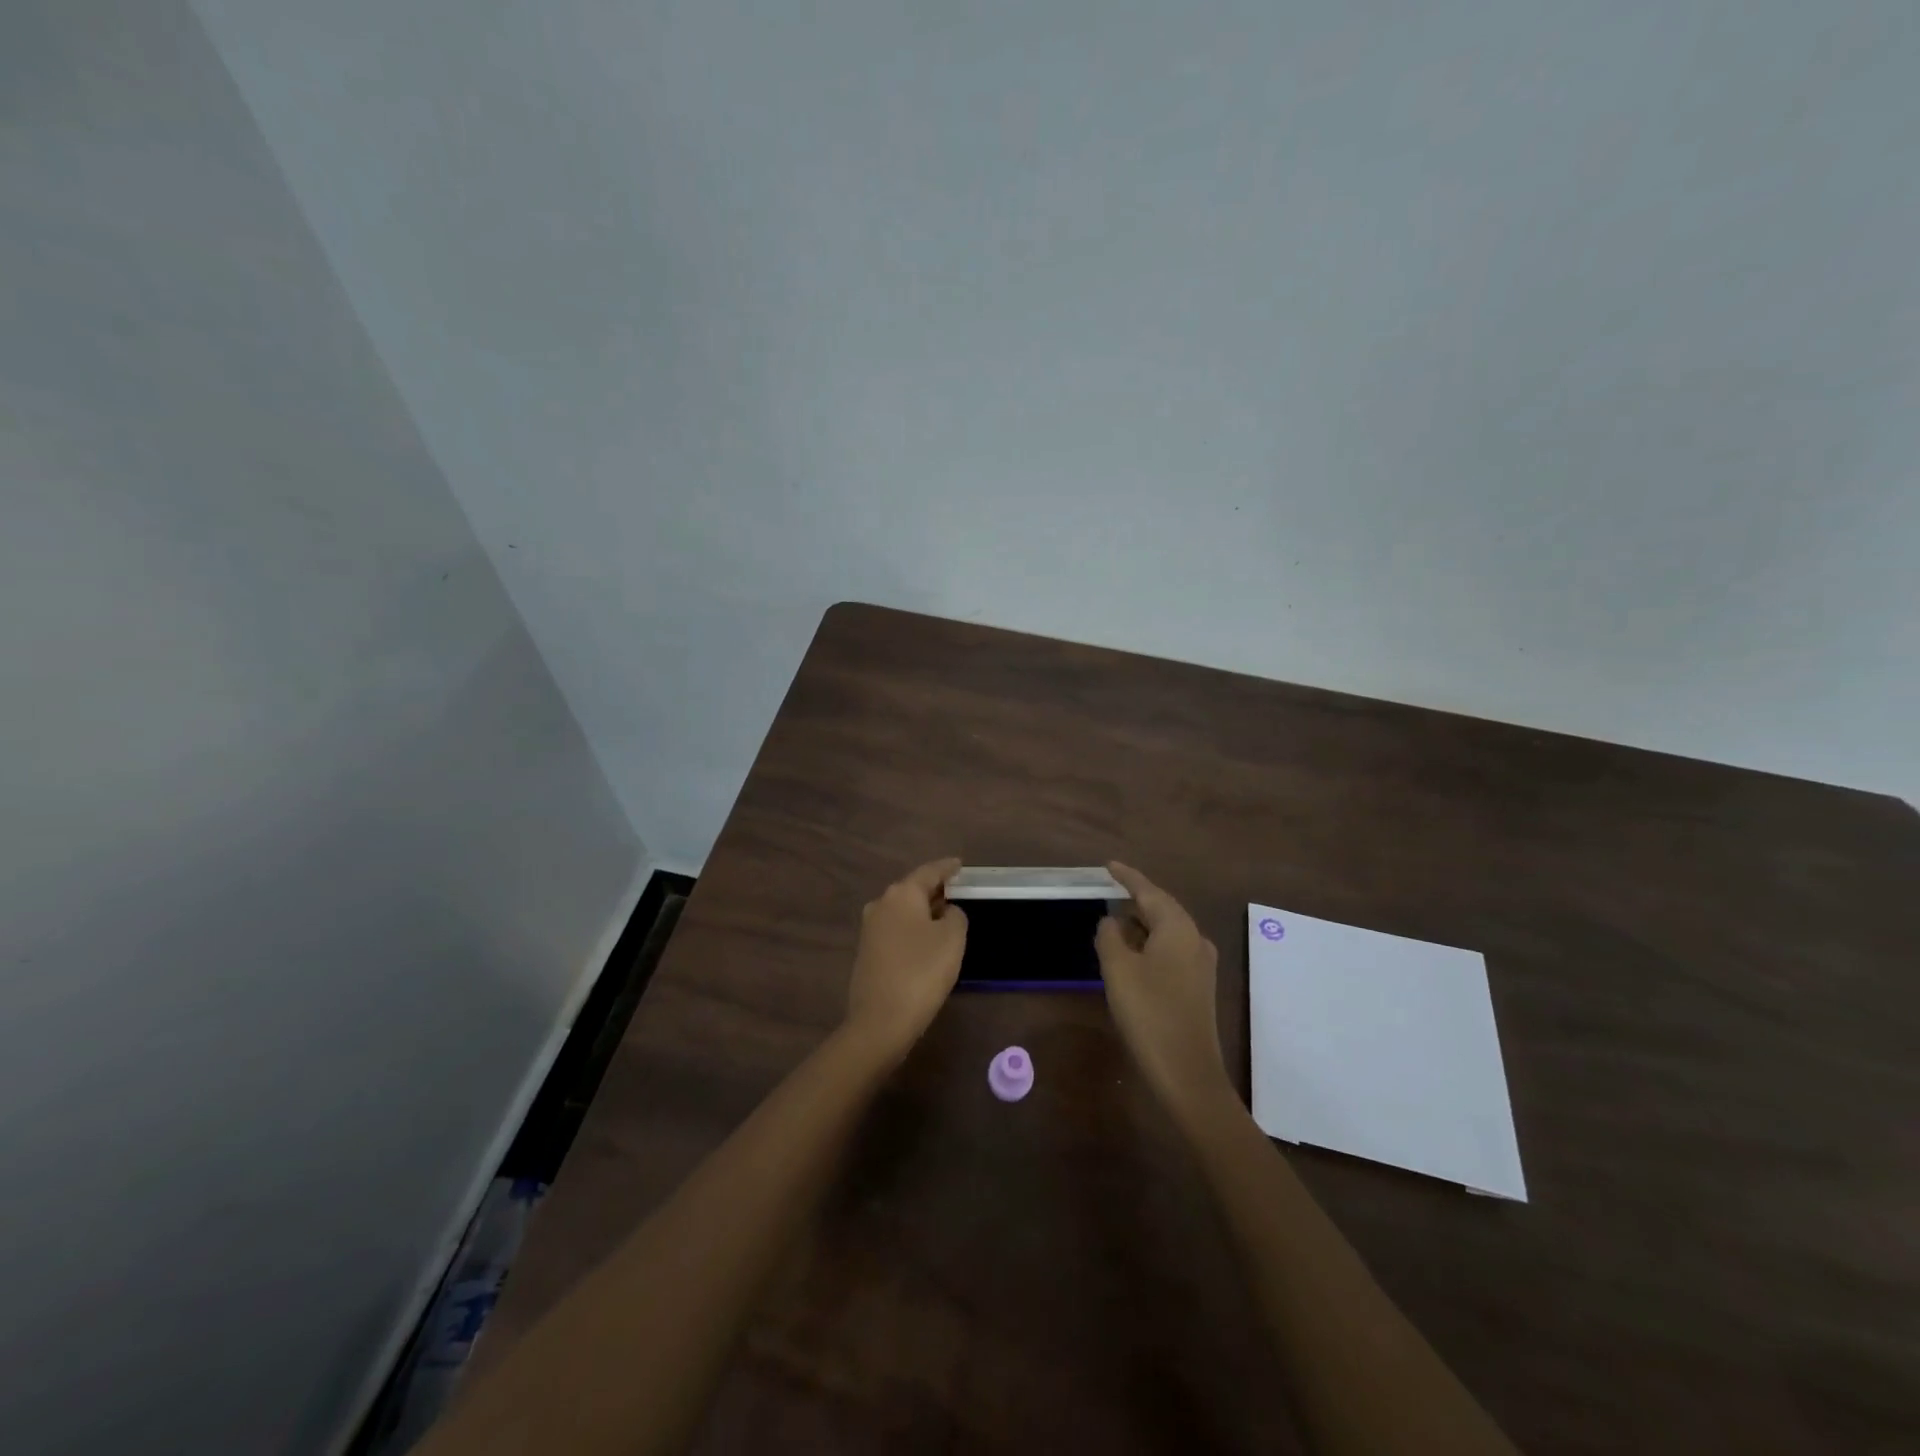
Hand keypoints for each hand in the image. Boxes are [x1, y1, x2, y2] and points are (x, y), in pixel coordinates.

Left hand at [844, 858, 967, 1062]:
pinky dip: (913, 930)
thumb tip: (946, 912)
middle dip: (934, 890)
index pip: (929, 871)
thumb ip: (955, 916)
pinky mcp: (867, 953)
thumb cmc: (922, 972)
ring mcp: (870, 929)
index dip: (947, 867)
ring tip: (945, 916)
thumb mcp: (952, 939)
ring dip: (923, 911)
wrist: (880, 1021)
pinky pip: (896, 930)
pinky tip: (926, 942)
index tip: (960, 864)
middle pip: (913, 889)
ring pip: (903, 911)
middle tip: (957, 891)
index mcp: (902, 894)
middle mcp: (881, 904)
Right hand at [1097, 862, 1229, 1118]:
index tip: (1108, 865)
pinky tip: (1131, 953)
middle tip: (1108, 891)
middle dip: (1135, 899)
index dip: (1127, 877)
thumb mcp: (1118, 969)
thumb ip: (1109, 936)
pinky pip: (1171, 950)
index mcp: (1177, 928)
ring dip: (1141, 924)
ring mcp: (1200, 964)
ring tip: (1113, 921)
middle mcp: (1194, 939)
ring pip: (1166, 930)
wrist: (1187, 1073)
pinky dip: (1149, 943)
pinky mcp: (1198, 986)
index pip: (1148, 891)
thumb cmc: (1149, 1013)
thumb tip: (1110, 922)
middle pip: (1161, 908)